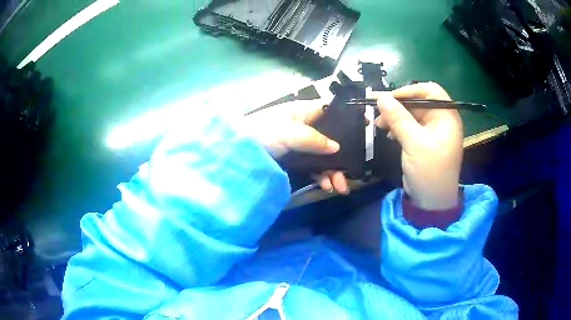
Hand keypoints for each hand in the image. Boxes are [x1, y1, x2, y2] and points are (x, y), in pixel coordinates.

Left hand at [244, 100, 349, 193]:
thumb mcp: (289, 133)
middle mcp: (304, 127)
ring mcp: (299, 146)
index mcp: (303, 112)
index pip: (330, 110)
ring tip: (340, 188)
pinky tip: (327, 187)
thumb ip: (314, 139)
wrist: (235, 153)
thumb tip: (336, 147)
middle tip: (352, 173)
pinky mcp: (293, 161)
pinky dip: (321, 177)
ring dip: (333, 171)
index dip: (346, 118)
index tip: (364, 128)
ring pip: (323, 156)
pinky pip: (312, 168)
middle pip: (331, 139)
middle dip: (342, 156)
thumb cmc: (262, 134)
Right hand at [368, 82, 462, 209]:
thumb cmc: (429, 172)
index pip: (430, 91)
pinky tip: (387, 133)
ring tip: (379, 124)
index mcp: (447, 117)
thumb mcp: (414, 143)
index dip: (410, 90)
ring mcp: (432, 131)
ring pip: (411, 113)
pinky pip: (409, 126)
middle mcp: (441, 120)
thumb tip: (381, 98)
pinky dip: (397, 126)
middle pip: (418, 102)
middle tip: (378, 111)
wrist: (431, 202)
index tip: (389, 98)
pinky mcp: (423, 141)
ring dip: (395, 116)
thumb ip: (398, 118)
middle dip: (398, 105)